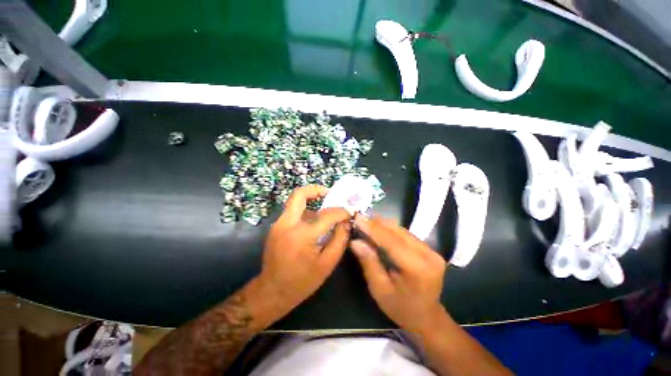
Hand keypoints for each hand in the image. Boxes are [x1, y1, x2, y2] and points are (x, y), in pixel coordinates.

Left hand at [257, 185, 350, 316]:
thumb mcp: (327, 264)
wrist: (272, 291)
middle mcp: (287, 224)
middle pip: (299, 194)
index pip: (327, 214)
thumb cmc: (302, 281)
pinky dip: (306, 212)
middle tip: (330, 194)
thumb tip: (346, 222)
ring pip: (296, 202)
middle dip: (316, 189)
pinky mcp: (276, 227)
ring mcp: (279, 224)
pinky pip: (293, 212)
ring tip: (326, 213)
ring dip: (312, 202)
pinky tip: (314, 225)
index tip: (349, 212)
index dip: (341, 211)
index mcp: (302, 235)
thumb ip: (339, 239)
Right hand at [350, 215, 446, 332]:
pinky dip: (390, 230)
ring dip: (382, 224)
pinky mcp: (430, 249)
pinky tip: (378, 228)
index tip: (357, 218)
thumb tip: (355, 241)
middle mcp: (428, 255)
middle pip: (397, 232)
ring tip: (365, 221)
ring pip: (402, 230)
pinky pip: (406, 234)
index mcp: (417, 269)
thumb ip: (369, 262)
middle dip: (376, 223)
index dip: (373, 228)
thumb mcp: (380, 290)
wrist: (428, 317)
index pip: (391, 242)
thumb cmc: (401, 309)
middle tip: (358, 218)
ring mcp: (432, 250)